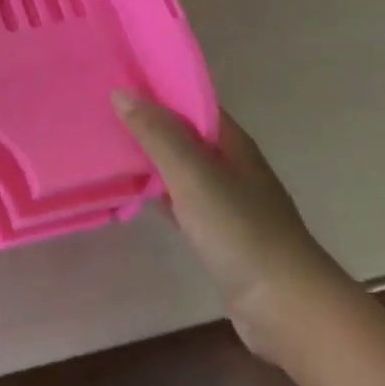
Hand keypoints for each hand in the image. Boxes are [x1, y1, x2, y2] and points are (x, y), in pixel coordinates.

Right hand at [114, 93, 343, 363]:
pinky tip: (128, 194)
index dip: (156, 87)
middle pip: (183, 132)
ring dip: (148, 157)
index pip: (190, 101)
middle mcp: (230, 165)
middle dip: (146, 121)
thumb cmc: (240, 231)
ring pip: (178, 167)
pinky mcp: (216, 233)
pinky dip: (155, 193)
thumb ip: (158, 134)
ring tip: (103, 145)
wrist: (286, 307)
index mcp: (231, 143)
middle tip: (98, 110)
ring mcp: (225, 201)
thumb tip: (121, 92)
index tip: (115, 77)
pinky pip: (178, 200)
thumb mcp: (194, 175)